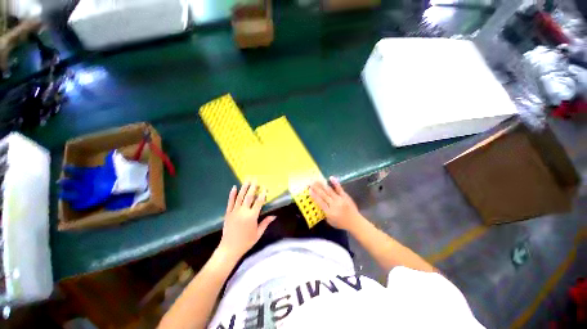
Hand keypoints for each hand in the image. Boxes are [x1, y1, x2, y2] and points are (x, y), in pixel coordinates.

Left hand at [219, 181, 275, 258]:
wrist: (229, 249)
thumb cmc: (246, 242)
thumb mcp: (258, 233)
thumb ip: (265, 223)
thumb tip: (274, 215)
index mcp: (252, 216)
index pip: (259, 202)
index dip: (262, 194)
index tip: (265, 187)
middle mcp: (243, 212)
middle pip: (249, 196)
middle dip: (253, 187)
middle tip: (255, 179)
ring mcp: (234, 211)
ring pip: (240, 197)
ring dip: (244, 187)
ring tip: (247, 180)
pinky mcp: (228, 213)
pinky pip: (230, 202)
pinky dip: (232, 194)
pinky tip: (234, 187)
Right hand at [309, 177, 361, 230]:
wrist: (355, 223)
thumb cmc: (341, 223)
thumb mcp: (330, 221)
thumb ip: (324, 213)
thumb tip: (319, 205)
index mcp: (329, 212)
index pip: (320, 202)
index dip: (314, 195)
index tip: (309, 190)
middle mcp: (334, 205)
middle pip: (323, 195)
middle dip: (316, 188)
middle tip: (311, 182)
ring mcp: (340, 200)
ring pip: (329, 191)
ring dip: (322, 185)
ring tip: (317, 180)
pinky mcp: (345, 196)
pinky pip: (339, 189)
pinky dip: (335, 183)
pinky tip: (331, 177)